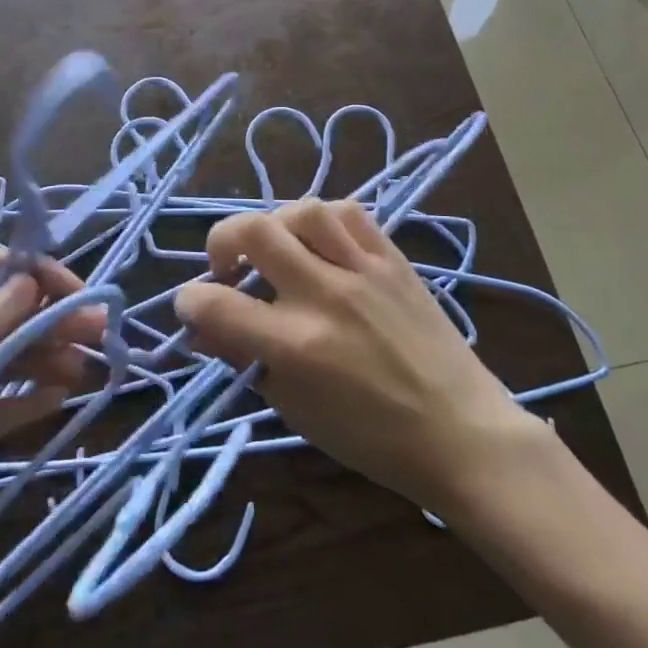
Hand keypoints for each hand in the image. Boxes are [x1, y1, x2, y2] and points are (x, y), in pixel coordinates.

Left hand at [0, 251, 103, 551]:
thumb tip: (33, 285)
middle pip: (13, 317)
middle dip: (56, 321)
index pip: (0, 273)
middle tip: (101, 334)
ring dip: (48, 360)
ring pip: (9, 361)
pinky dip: (25, 403)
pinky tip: (57, 400)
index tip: (80, 295)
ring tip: (88, 370)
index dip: (43, 278)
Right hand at [173, 200, 542, 516]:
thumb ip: (247, 361)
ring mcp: (363, 270)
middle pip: (254, 232)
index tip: (192, 306)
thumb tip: (204, 329)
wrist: (459, 431)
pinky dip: (324, 219)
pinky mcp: (394, 258)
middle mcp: (324, 295)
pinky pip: (351, 212)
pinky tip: (321, 241)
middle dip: (222, 241)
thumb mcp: (296, 410)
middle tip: (228, 267)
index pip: (215, 304)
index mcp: (295, 346)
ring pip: (303, 210)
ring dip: (276, 224)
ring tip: (278, 250)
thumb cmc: (372, 438)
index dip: (188, 301)